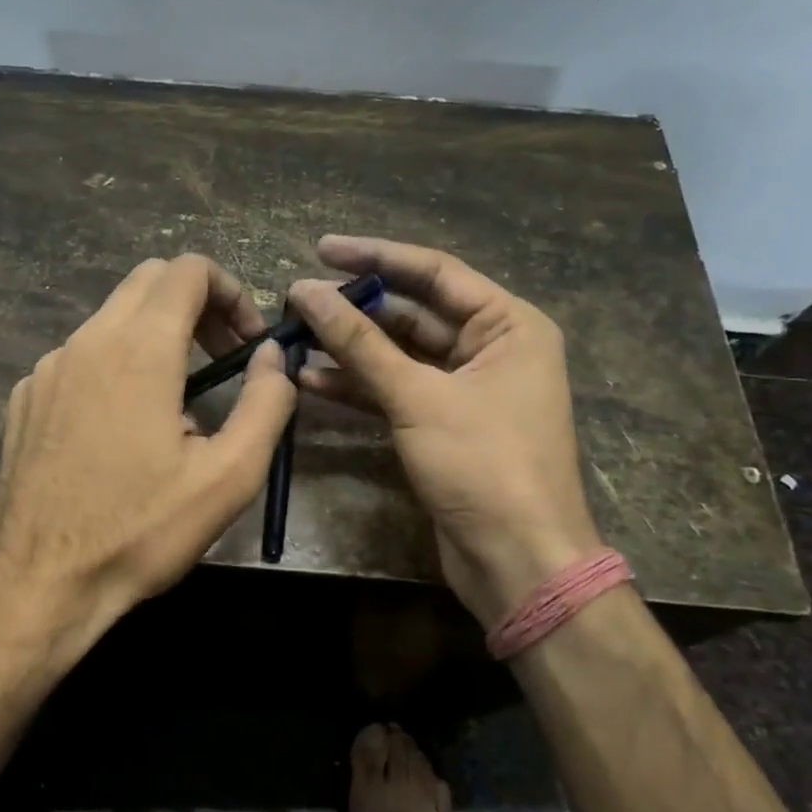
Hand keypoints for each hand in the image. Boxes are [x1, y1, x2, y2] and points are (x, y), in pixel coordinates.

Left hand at [0, 255, 297, 654]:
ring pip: (112, 319)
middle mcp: (87, 341)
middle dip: (196, 306)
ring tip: (176, 406)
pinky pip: (79, 358)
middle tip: (222, 359)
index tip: (247, 342)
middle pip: (149, 281)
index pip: (189, 270)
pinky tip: (120, 431)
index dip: (230, 292)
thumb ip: (266, 404)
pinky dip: (114, 367)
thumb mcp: (228, 478)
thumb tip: (272, 356)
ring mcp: (46, 368)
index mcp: (140, 349)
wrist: (37, 584)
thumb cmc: (140, 532)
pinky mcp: (24, 398)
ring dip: (156, 337)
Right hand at [288, 237, 602, 628]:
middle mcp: (491, 348)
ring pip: (398, 355)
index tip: (321, 249)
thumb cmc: (484, 465)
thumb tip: (304, 292)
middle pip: (413, 313)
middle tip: (297, 300)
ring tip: (293, 337)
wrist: (517, 561)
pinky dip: (357, 386)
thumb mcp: (418, 396)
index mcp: (508, 324)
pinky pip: (395, 391)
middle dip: (356, 309)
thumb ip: (359, 342)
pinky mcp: (443, 424)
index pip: (434, 272)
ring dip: (349, 349)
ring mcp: (466, 389)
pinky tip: (309, 381)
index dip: (375, 257)